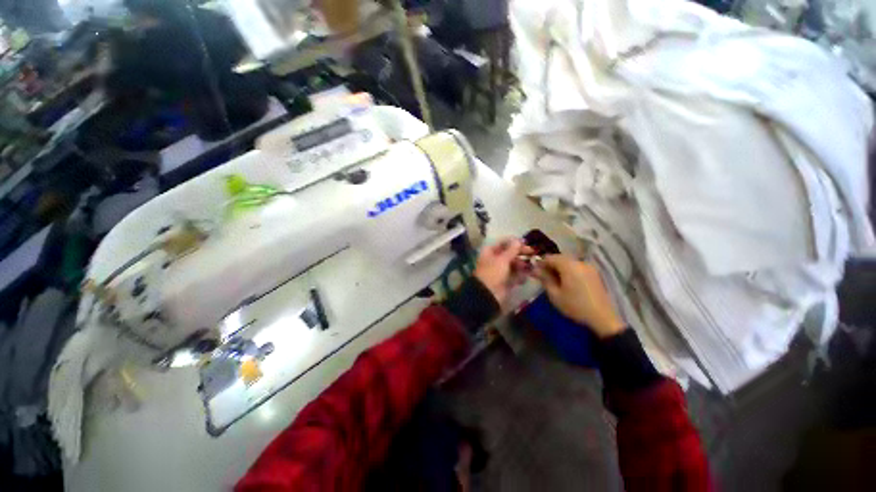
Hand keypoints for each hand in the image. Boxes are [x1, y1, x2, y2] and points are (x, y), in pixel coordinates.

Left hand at [474, 238, 532, 304]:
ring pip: (513, 264)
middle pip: (509, 253)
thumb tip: (518, 240)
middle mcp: (494, 259)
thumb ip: (512, 250)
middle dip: (520, 253)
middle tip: (533, 253)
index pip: (502, 243)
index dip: (514, 242)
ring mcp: (500, 271)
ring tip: (530, 266)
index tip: (526, 242)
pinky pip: (515, 275)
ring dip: (522, 264)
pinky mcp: (505, 281)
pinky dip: (521, 275)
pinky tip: (526, 276)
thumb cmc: (492, 273)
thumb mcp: (502, 259)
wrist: (487, 295)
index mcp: (490, 252)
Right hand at [533, 255, 624, 337]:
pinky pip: (577, 266)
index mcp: (569, 265)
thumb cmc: (575, 306)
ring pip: (569, 262)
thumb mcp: (555, 294)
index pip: (550, 257)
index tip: (535, 272)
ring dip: (560, 267)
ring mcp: (589, 267)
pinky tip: (567, 281)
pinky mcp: (594, 273)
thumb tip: (535, 270)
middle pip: (560, 257)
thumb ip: (544, 279)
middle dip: (550, 264)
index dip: (541, 263)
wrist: (602, 318)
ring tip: (555, 280)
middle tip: (544, 276)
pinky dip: (569, 270)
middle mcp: (579, 262)